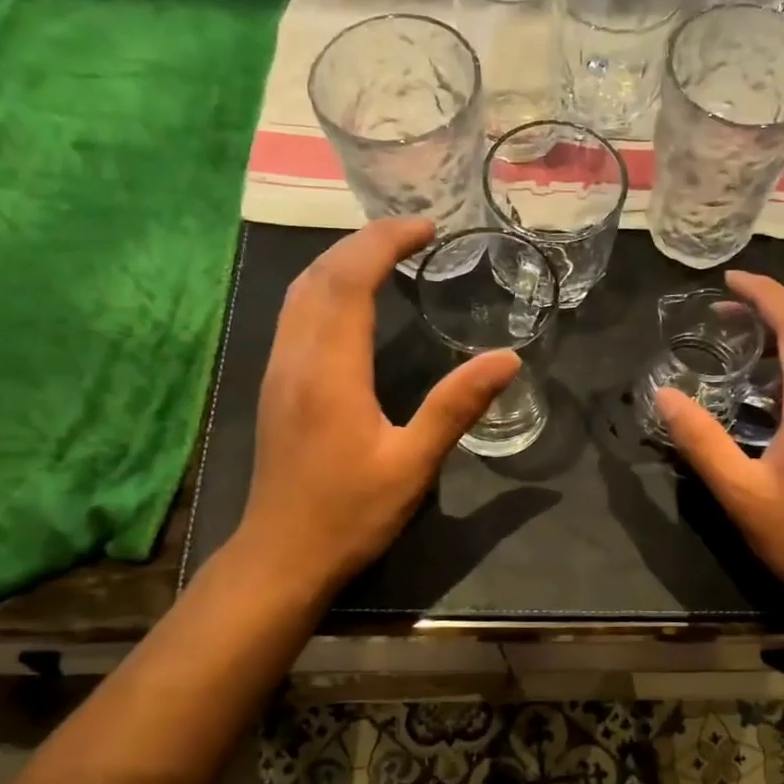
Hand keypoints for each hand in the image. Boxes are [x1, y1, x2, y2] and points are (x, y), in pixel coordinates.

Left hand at [231, 218, 518, 602]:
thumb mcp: (414, 464)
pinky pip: (295, 313)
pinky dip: (325, 286)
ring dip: (341, 260)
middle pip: (320, 274)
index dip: (386, 242)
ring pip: (300, 291)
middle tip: (414, 233)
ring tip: (386, 253)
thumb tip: (508, 359)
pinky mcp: (276, 385)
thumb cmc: (350, 514)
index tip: (427, 228)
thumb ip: (457, 406)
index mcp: (331, 370)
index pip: (351, 279)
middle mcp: (296, 357)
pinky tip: (350, 300)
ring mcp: (279, 370)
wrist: (282, 555)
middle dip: (365, 241)